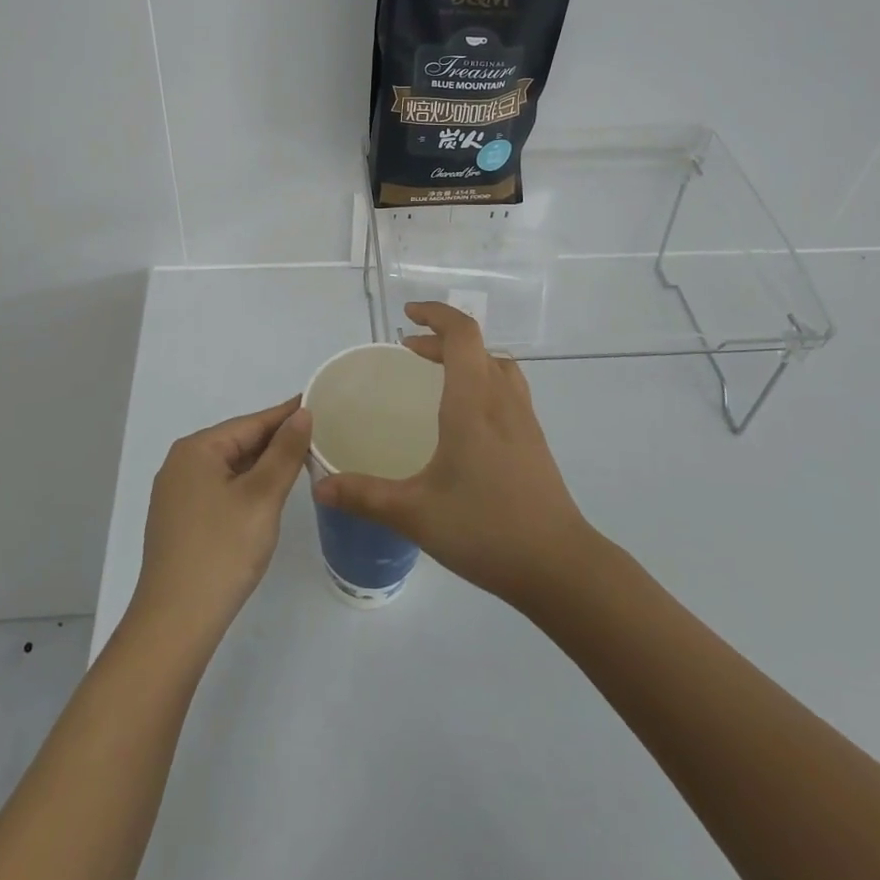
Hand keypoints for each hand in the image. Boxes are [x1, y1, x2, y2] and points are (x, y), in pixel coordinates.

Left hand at [130, 397, 311, 646]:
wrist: (175, 623)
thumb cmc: (222, 551)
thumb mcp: (262, 497)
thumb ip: (285, 452)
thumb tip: (302, 413)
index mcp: (197, 450)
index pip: (252, 422)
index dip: (286, 415)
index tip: (318, 404)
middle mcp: (181, 464)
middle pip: (239, 443)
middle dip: (276, 441)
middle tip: (318, 436)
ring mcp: (177, 495)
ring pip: (230, 468)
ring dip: (263, 466)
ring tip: (301, 462)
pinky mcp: (180, 522)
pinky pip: (220, 490)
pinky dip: (247, 487)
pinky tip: (268, 496)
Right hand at [311, 302, 592, 605]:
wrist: (559, 565)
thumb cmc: (485, 529)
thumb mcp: (415, 513)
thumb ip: (365, 496)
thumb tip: (320, 486)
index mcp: (473, 402)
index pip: (462, 334)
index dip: (436, 314)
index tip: (408, 315)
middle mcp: (501, 400)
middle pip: (476, 346)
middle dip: (440, 339)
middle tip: (407, 351)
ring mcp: (524, 419)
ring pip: (497, 365)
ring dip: (466, 358)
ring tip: (437, 375)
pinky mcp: (534, 440)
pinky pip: (507, 389)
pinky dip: (482, 381)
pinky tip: (466, 419)